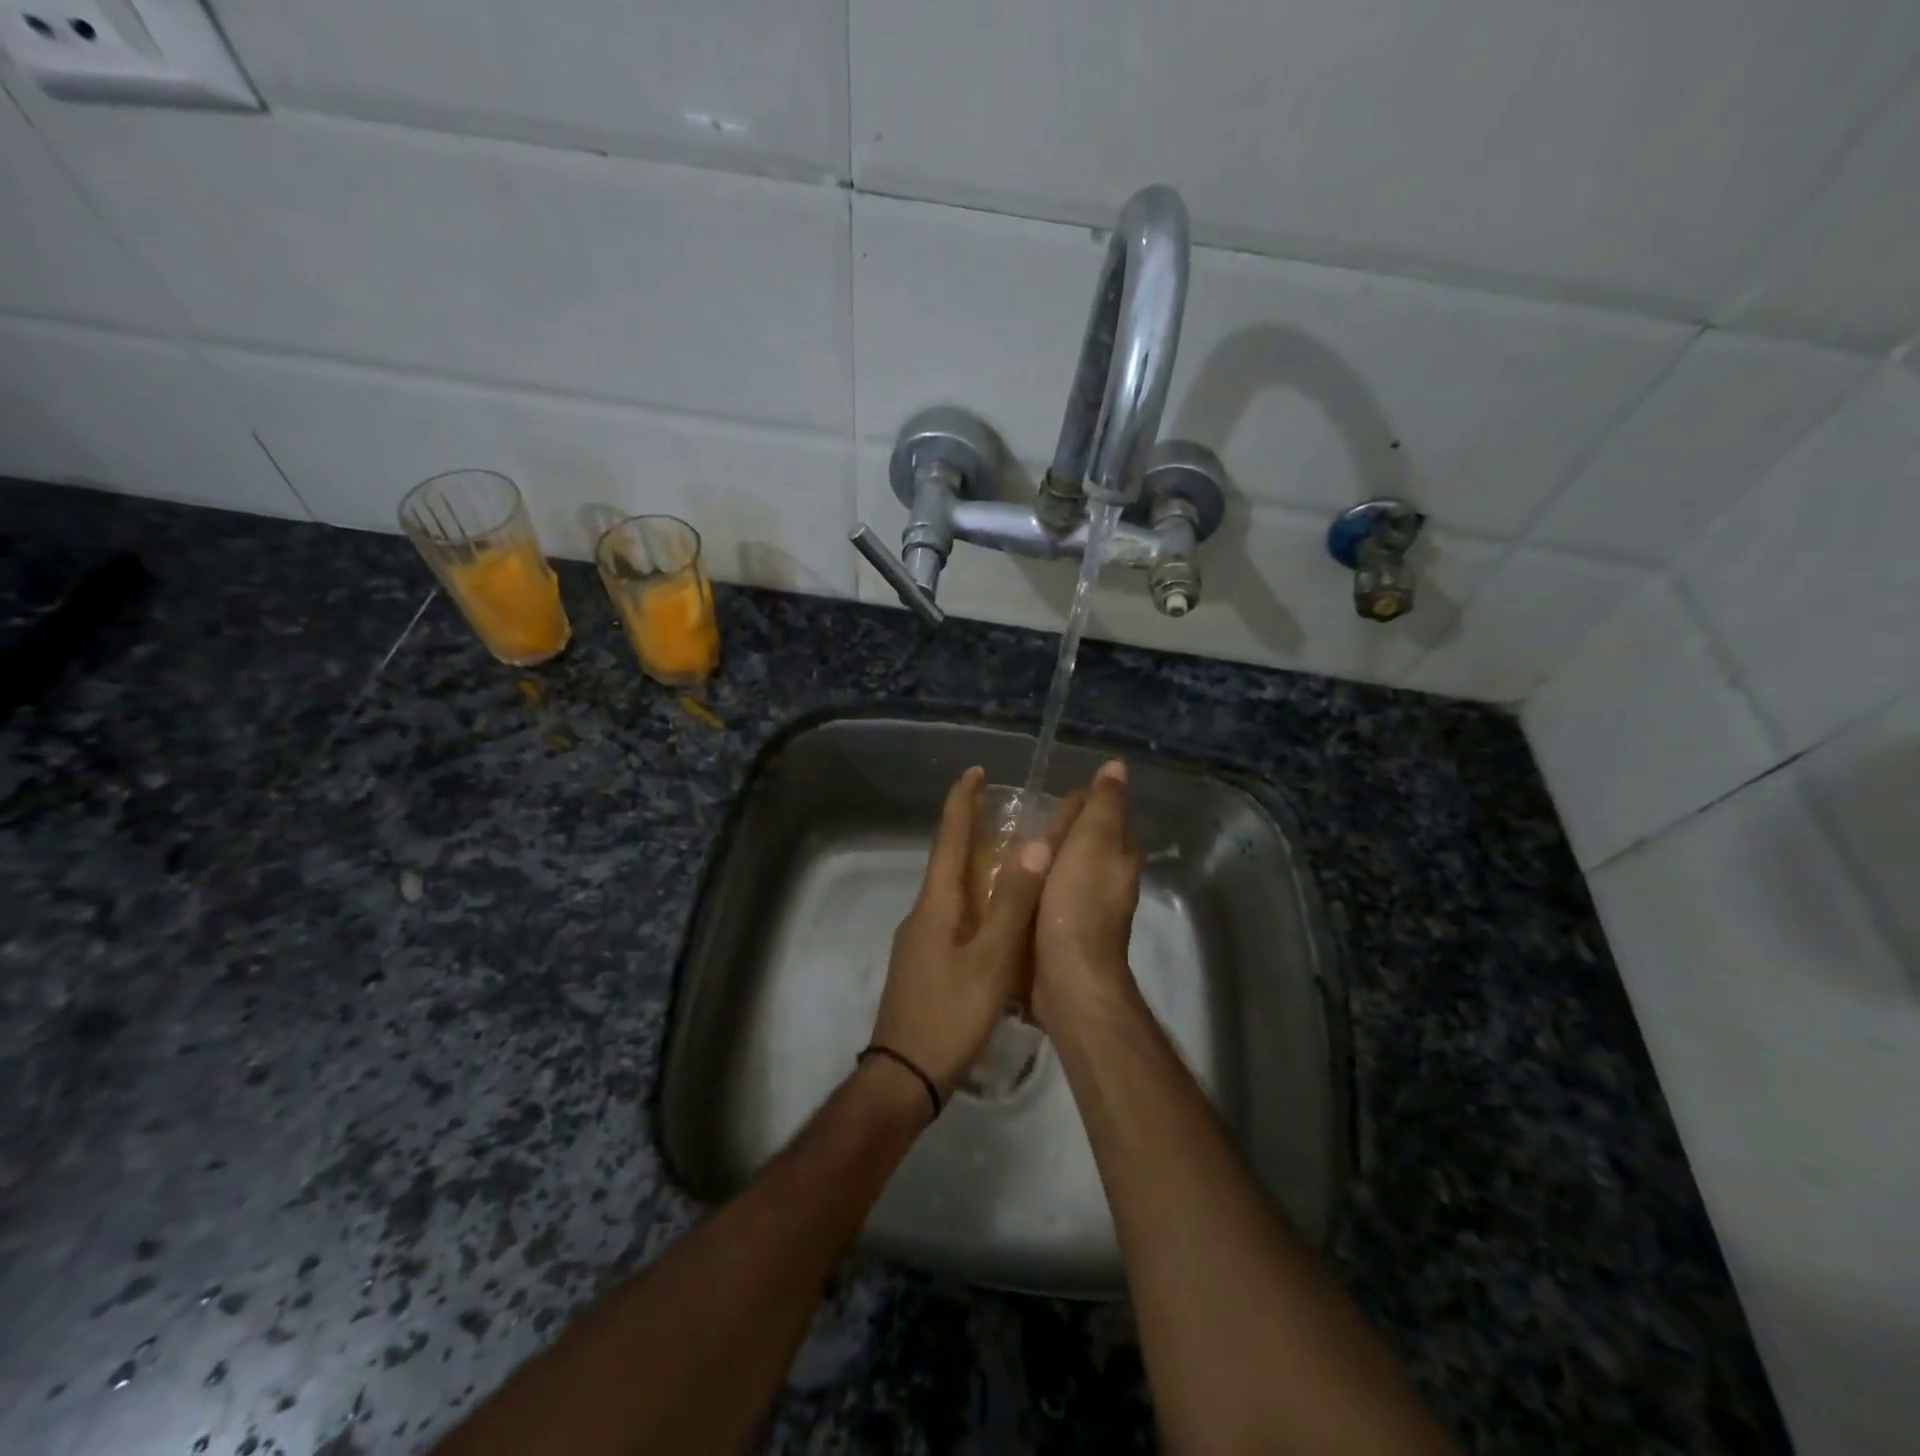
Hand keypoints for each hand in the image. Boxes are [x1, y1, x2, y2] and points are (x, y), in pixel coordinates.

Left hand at [869, 767, 1052, 1104]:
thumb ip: (1012, 903)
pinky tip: (997, 920)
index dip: (962, 802)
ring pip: (952, 891)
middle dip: (971, 830)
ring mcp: (920, 941)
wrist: (904, 1077)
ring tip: (1010, 860)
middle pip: (948, 860)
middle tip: (1004, 812)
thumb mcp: (992, 959)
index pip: (949, 839)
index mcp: (936, 904)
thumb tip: (1034, 845)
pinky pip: (954, 917)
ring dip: (976, 867)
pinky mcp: (926, 964)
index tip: (975, 771)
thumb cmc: (950, 1014)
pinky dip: (976, 901)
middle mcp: (924, 914)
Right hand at [1032, 759, 1140, 1034]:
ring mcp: (1084, 910)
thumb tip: (1117, 766)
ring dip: (1041, 861)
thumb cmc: (1079, 903)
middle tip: (1016, 821)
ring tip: (1003, 847)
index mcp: (1118, 857)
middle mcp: (1106, 881)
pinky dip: (1031, 888)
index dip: (1078, 803)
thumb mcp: (1094, 840)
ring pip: (1061, 872)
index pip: (1102, 816)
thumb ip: (1104, 804)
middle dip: (1056, 832)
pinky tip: (1007, 885)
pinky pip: (1045, 898)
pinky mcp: (1061, 932)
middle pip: (1080, 845)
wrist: (1068, 976)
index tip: (1047, 796)